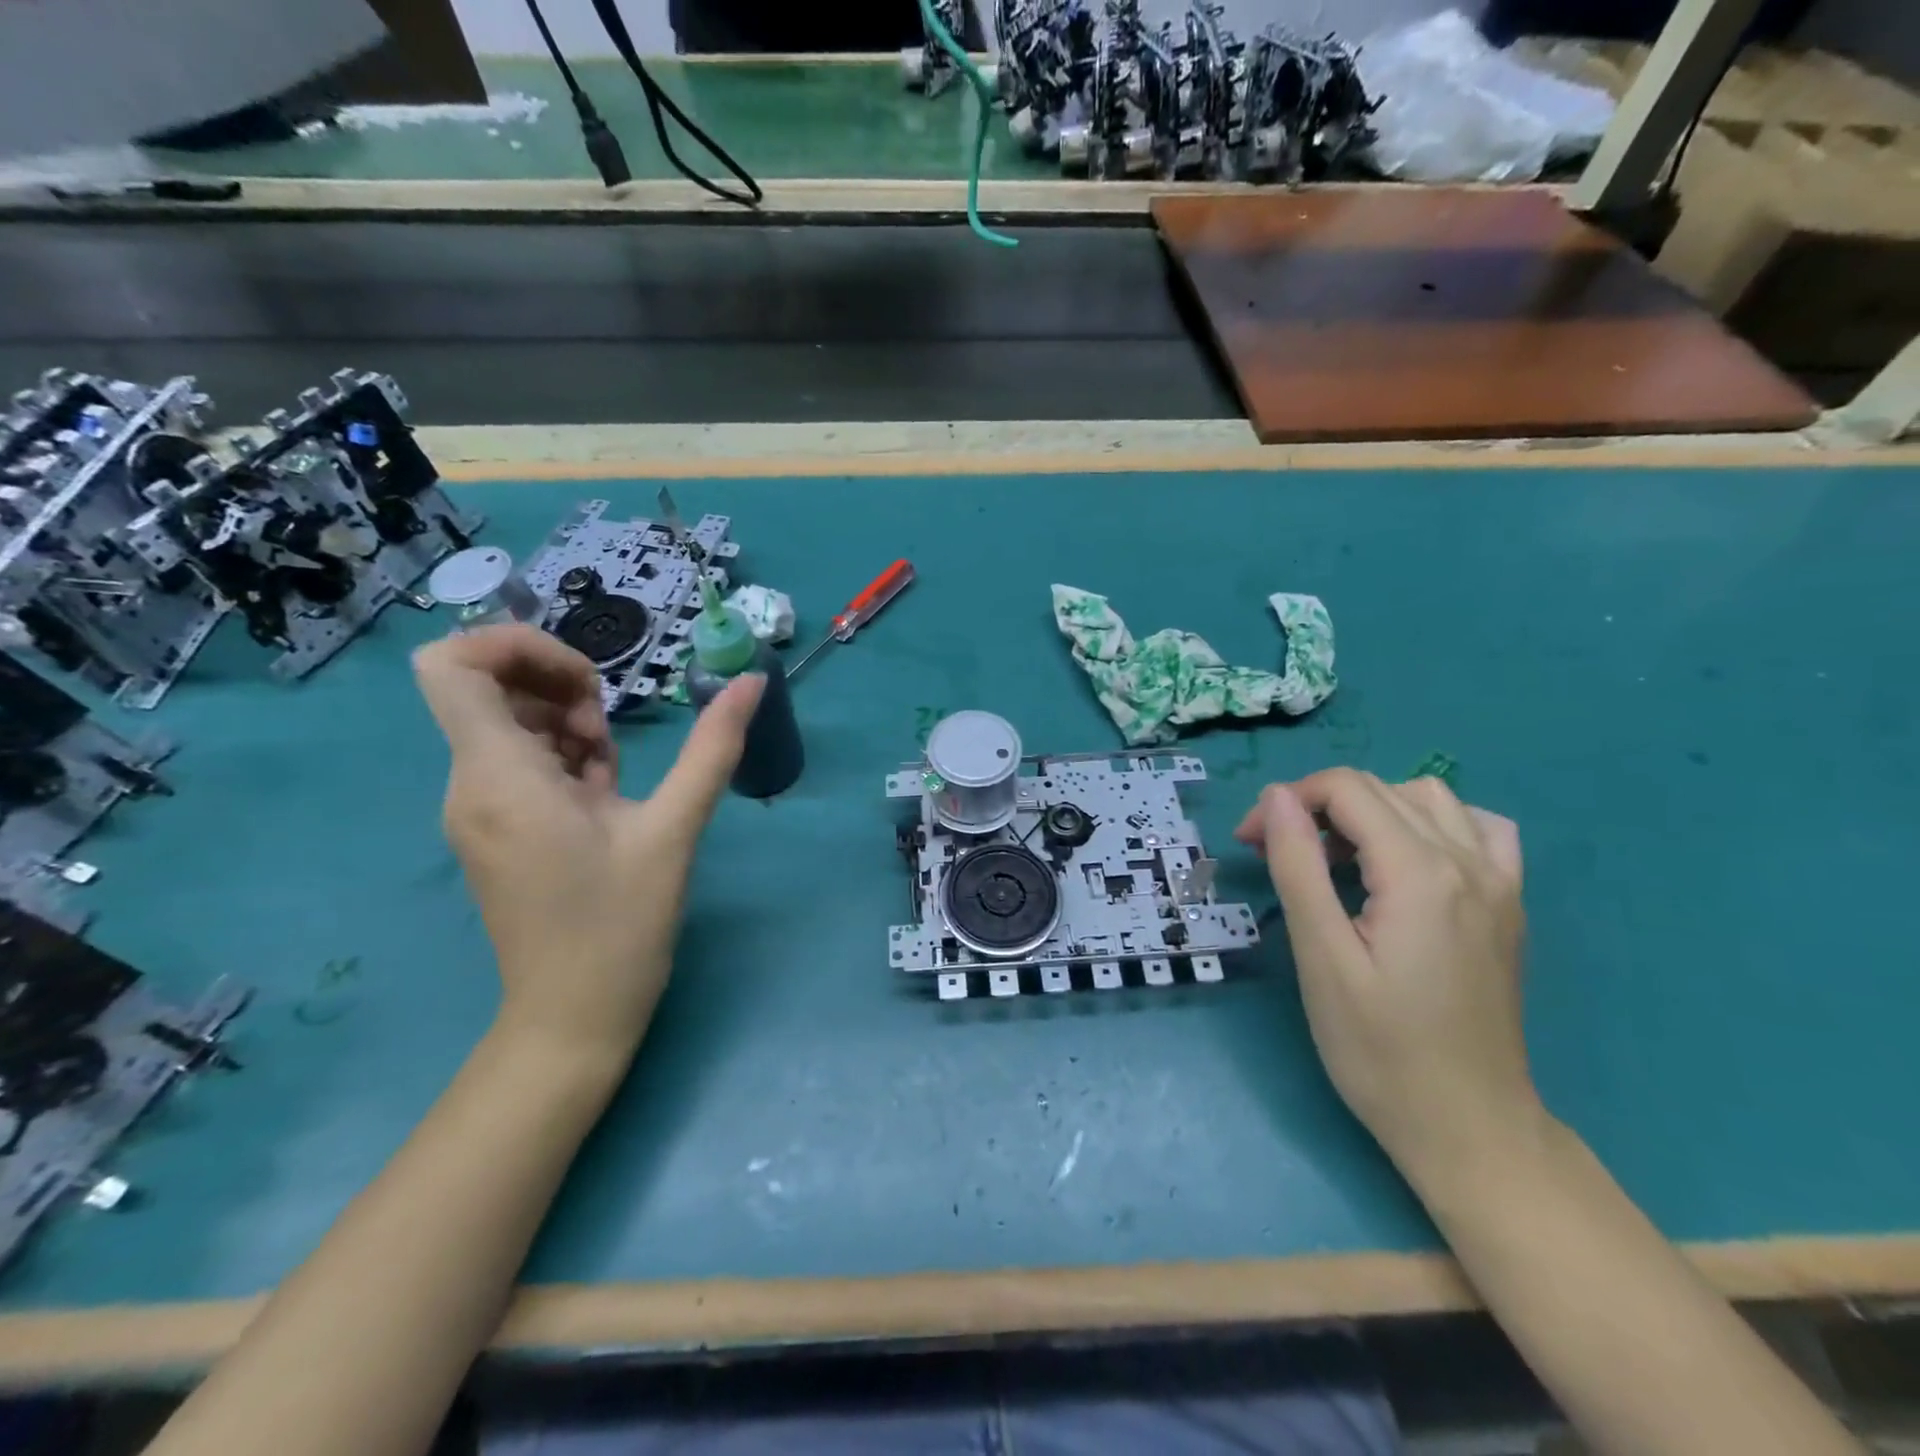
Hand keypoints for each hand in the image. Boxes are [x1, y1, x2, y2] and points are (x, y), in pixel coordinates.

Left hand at [413, 625, 764, 1062]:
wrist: (572, 1019)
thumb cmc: (619, 925)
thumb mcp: (674, 830)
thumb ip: (713, 748)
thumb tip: (752, 680)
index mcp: (499, 777)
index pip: (451, 665)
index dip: (513, 646)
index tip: (586, 680)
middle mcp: (470, 784)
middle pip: (484, 686)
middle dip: (557, 687)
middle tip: (606, 734)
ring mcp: (479, 808)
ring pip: (506, 723)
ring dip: (566, 725)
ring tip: (612, 774)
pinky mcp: (496, 828)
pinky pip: (519, 762)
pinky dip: (562, 758)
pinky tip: (604, 798)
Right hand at [1236, 769, 1532, 1174]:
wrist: (1469, 1127)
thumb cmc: (1380, 1050)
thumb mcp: (1321, 957)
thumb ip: (1299, 866)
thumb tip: (1277, 798)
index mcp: (1420, 873)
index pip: (1346, 790)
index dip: (1286, 802)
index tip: (1251, 842)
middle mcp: (1468, 862)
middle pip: (1381, 789)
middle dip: (1315, 805)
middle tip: (1273, 850)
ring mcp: (1499, 883)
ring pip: (1429, 798)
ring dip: (1369, 809)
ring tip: (1334, 853)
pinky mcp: (1508, 906)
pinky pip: (1479, 830)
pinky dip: (1433, 823)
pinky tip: (1406, 857)